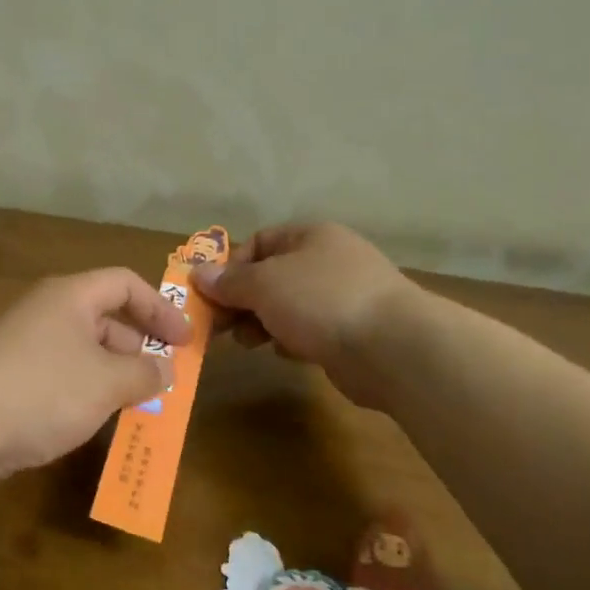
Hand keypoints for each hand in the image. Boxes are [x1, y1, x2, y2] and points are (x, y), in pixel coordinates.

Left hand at [0, 268, 191, 478]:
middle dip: (138, 347)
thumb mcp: (106, 383)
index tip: (185, 341)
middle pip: (104, 317)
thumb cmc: (42, 391)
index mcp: (70, 297)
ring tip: (137, 406)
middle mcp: (45, 312)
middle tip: (164, 379)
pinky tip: (94, 420)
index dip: (160, 309)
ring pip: (82, 351)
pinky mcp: (8, 378)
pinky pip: (60, 375)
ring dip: (113, 374)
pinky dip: (85, 392)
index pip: (125, 283)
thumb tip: (166, 369)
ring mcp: (23, 345)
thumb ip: (145, 373)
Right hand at [191, 223, 413, 408]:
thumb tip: (198, 274)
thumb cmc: (321, 300)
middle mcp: (328, 260)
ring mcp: (342, 297)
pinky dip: (290, 340)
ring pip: (288, 306)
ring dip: (262, 322)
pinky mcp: (351, 332)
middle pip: (271, 276)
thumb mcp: (264, 284)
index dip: (231, 267)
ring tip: (248, 342)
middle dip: (242, 300)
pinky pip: (308, 330)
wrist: (392, 347)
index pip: (259, 242)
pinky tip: (284, 352)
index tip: (212, 296)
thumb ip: (229, 281)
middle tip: (220, 326)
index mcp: (310, 236)